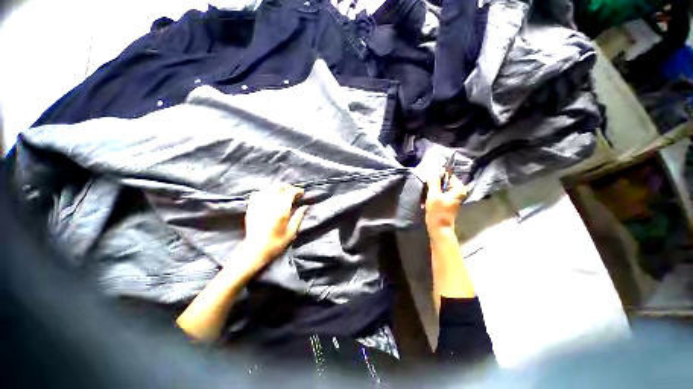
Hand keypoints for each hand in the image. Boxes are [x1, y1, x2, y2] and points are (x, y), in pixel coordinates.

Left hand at [243, 183, 308, 268]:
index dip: (297, 190)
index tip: (302, 193)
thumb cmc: (276, 243)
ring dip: (277, 187)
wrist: (255, 250)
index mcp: (281, 209)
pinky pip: (258, 193)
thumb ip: (298, 216)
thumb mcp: (291, 231)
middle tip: (293, 192)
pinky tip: (269, 196)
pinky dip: (265, 191)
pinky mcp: (251, 207)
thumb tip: (305, 206)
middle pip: (279, 186)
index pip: (290, 192)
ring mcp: (259, 204)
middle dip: (288, 187)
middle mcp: (270, 203)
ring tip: (283, 192)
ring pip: (268, 187)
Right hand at [424, 169, 466, 237]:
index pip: (447, 174)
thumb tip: (433, 171)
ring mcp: (452, 197)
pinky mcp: (447, 202)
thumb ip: (434, 182)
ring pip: (440, 187)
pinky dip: (433, 195)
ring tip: (426, 194)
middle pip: (444, 181)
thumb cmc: (437, 212)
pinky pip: (439, 193)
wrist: (439, 229)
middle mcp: (458, 191)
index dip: (437, 175)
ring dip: (432, 189)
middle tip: (426, 187)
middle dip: (434, 183)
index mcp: (458, 188)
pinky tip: (427, 199)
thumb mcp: (434, 195)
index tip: (429, 180)